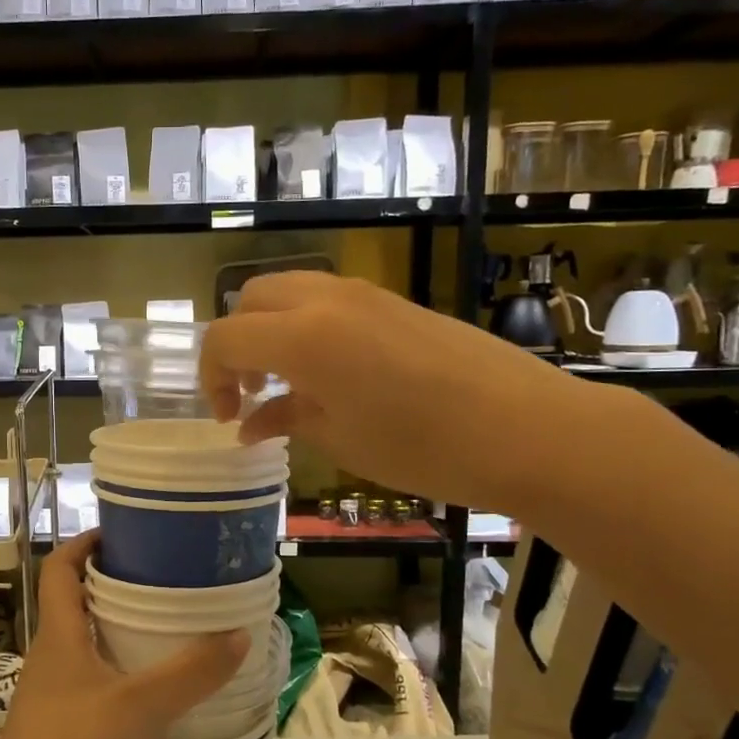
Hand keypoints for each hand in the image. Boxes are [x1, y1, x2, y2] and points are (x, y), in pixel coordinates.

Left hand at [0, 532, 248, 738]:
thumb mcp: (142, 705)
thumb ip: (193, 672)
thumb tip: (240, 633)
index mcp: (60, 633)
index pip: (59, 567)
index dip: (84, 542)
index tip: (122, 533)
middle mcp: (50, 653)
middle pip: (72, 600)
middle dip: (110, 583)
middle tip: (158, 579)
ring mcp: (50, 691)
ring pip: (81, 641)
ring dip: (113, 627)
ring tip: (160, 628)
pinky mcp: (57, 722)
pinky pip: (87, 676)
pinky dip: (114, 667)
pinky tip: (145, 688)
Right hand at [199, 271, 602, 517]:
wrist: (527, 429)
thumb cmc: (423, 446)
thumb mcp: (340, 440)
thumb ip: (285, 419)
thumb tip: (250, 424)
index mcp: (302, 337)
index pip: (225, 338)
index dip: (211, 377)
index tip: (227, 416)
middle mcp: (326, 300)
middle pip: (251, 299)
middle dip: (236, 344)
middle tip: (250, 393)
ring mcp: (364, 294)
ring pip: (290, 292)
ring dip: (270, 330)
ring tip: (287, 384)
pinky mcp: (394, 301)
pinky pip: (328, 301)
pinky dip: (307, 327)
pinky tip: (330, 375)